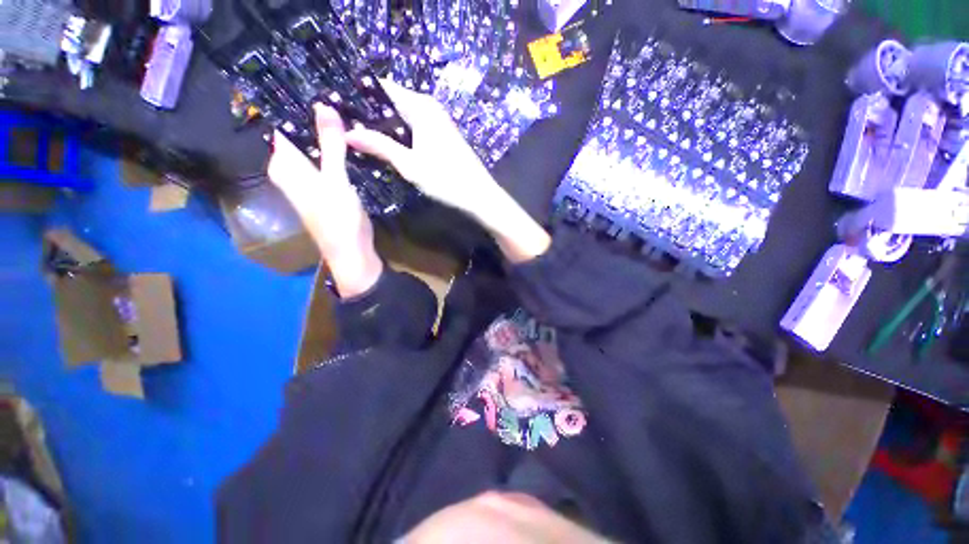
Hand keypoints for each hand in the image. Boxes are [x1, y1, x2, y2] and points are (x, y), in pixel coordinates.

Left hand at [267, 104, 381, 297]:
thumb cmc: (339, 218)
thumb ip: (330, 144)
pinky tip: (349, 145)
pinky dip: (333, 152)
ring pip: (313, 150)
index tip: (317, 88)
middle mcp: (289, 171)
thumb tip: (323, 105)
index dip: (298, 107)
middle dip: (315, 121)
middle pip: (299, 137)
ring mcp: (306, 181)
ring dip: (326, 137)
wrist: (351, 252)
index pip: (283, 125)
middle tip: (338, 100)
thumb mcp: (335, 179)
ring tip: (345, 116)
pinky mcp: (321, 189)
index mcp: (285, 165)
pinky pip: (323, 162)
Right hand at [345, 79, 500, 217]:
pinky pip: (414, 129)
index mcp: (421, 106)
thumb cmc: (446, 179)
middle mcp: (429, 108)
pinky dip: (400, 136)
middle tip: (347, 129)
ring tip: (360, 139)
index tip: (339, 108)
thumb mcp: (410, 164)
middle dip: (370, 115)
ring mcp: (438, 122)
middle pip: (393, 103)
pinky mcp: (442, 137)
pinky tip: (388, 148)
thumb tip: (346, 133)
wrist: (480, 195)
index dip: (360, 95)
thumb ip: (380, 146)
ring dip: (385, 128)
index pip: (383, 88)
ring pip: (403, 118)